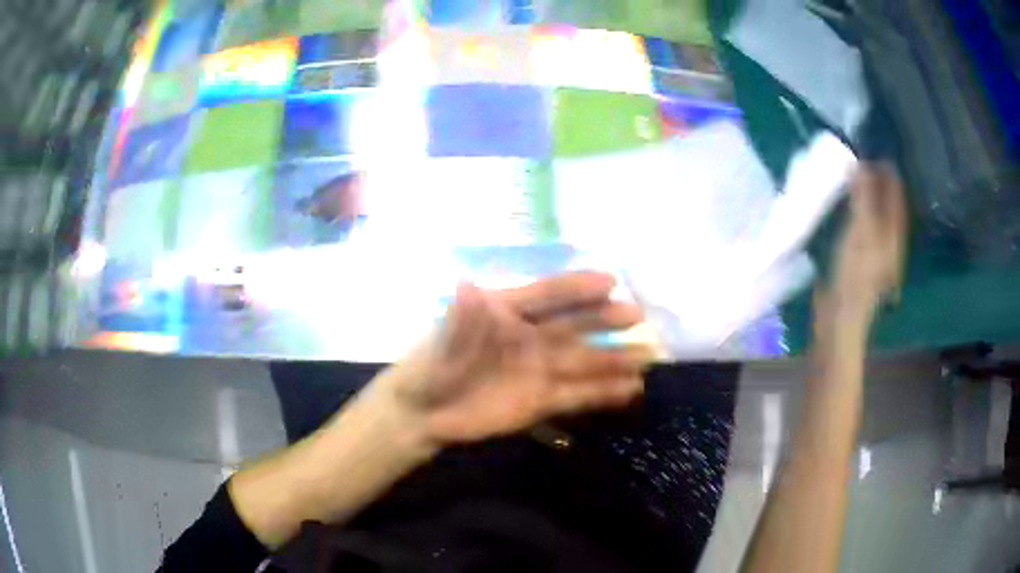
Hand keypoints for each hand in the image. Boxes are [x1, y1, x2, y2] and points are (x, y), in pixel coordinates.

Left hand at [375, 272, 652, 446]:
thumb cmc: (429, 369)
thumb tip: (467, 286)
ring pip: (583, 361)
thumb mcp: (440, 345)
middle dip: (604, 319)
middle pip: (573, 325)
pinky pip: (577, 395)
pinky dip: (603, 392)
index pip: (546, 295)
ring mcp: (539, 369)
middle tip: (636, 315)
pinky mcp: (542, 401)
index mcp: (506, 313)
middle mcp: (530, 337)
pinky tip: (630, 389)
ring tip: (646, 356)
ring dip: (614, 359)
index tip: (609, 281)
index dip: (575, 287)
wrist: (423, 413)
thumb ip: (460, 322)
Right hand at [818, 163, 907, 326]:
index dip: (887, 173)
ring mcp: (877, 252)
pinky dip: (858, 211)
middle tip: (861, 159)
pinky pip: (864, 226)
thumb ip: (862, 198)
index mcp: (894, 234)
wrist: (841, 317)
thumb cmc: (854, 275)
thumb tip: (861, 164)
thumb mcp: (860, 232)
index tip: (873, 151)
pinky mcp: (862, 260)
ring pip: (876, 215)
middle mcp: (890, 241)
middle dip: (878, 182)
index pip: (895, 195)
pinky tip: (847, 206)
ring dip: (867, 196)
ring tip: (853, 177)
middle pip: (888, 204)